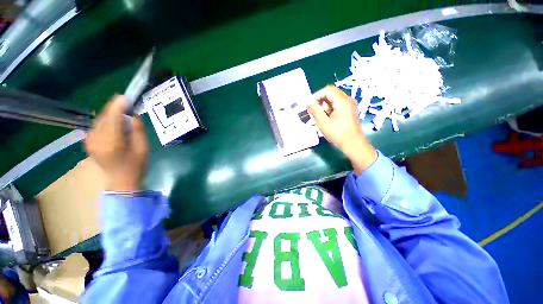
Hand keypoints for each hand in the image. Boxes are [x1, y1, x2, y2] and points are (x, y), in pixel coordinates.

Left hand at [85, 95, 148, 190]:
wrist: (121, 181)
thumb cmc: (136, 166)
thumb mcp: (143, 148)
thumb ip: (138, 129)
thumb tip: (133, 114)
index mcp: (112, 142)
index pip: (112, 117)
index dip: (118, 105)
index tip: (126, 96)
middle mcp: (97, 139)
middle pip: (104, 116)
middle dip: (114, 107)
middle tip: (127, 103)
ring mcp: (90, 141)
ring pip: (99, 119)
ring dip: (110, 113)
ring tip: (122, 111)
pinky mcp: (88, 142)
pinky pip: (97, 125)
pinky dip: (106, 120)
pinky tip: (114, 122)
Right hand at [308, 85, 376, 173]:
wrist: (353, 144)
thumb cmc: (338, 134)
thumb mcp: (323, 123)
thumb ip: (315, 111)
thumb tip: (308, 103)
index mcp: (342, 101)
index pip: (327, 90)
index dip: (316, 95)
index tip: (309, 104)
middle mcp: (347, 100)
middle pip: (331, 94)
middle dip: (320, 101)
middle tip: (312, 111)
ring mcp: (349, 105)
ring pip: (333, 100)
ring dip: (324, 107)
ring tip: (318, 117)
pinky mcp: (349, 111)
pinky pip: (337, 106)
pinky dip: (329, 110)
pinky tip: (325, 119)